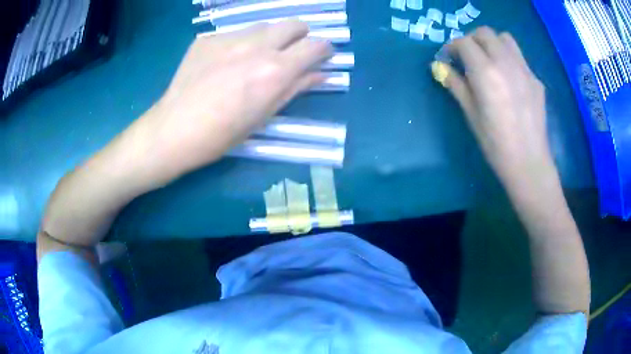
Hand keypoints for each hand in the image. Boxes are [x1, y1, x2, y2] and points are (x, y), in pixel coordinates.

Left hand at [128, 21, 332, 180]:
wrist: (174, 129)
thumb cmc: (222, 134)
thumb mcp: (265, 115)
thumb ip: (296, 88)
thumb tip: (321, 74)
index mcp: (275, 70)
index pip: (315, 46)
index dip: (324, 49)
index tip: (322, 55)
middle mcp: (256, 46)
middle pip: (293, 24)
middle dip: (300, 35)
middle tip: (291, 51)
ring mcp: (229, 38)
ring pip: (263, 26)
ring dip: (268, 38)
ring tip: (253, 58)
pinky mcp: (207, 39)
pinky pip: (233, 34)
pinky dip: (238, 44)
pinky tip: (223, 63)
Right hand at [434, 27, 553, 182]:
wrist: (528, 163)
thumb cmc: (495, 143)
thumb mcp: (470, 114)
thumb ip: (455, 84)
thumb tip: (439, 67)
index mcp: (486, 72)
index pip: (464, 42)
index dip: (452, 47)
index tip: (448, 58)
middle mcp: (506, 63)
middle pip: (485, 33)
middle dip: (471, 40)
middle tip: (467, 57)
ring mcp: (524, 70)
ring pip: (505, 39)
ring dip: (492, 43)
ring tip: (489, 61)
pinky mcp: (535, 80)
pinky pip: (519, 58)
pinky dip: (508, 59)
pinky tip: (508, 80)